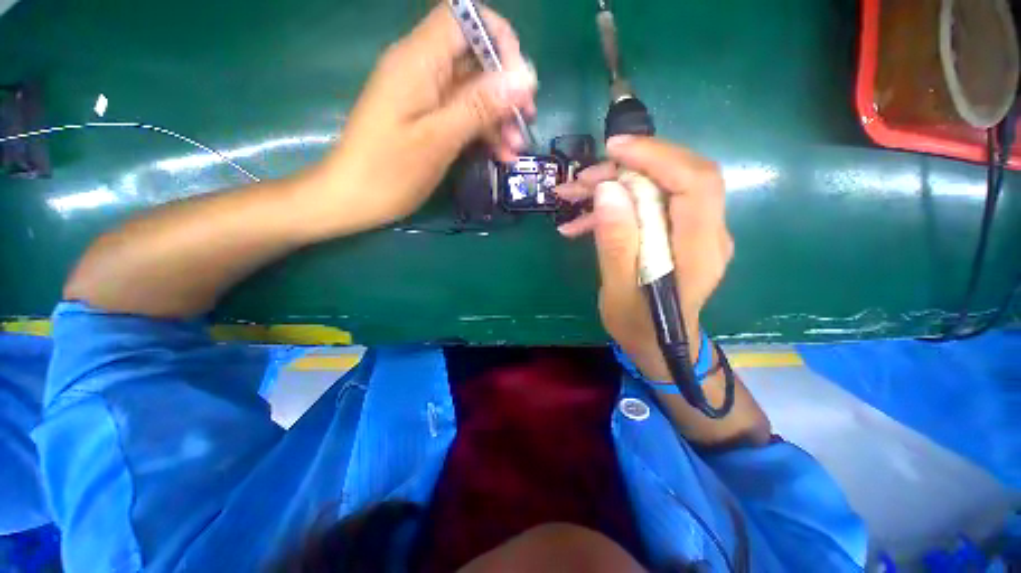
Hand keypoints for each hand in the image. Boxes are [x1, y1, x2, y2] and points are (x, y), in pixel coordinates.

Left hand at [309, 4, 536, 234]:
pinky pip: (463, 114)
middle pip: (474, 58)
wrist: (354, 199)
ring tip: (514, 150)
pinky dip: (483, 131)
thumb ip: (479, 106)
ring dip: (499, 117)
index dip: (498, 40)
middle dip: (505, 89)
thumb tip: (524, 78)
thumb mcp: (438, 140)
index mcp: (418, 61)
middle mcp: (422, 69)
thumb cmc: (389, 172)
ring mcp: (425, 96)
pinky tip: (500, 154)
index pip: (465, 19)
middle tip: (525, 122)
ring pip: (473, 91)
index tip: (518, 81)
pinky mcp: (428, 119)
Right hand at [556, 137, 733, 380]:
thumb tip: (609, 191)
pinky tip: (580, 221)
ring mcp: (693, 231)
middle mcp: (707, 233)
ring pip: (659, 186)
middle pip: (677, 176)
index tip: (613, 149)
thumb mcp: (619, 292)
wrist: (658, 345)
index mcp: (698, 250)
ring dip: (614, 185)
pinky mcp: (676, 233)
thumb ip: (617, 244)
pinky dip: (614, 206)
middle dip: (627, 169)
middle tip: (583, 181)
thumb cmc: (639, 326)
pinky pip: (649, 205)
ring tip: (574, 196)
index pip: (694, 182)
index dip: (657, 156)